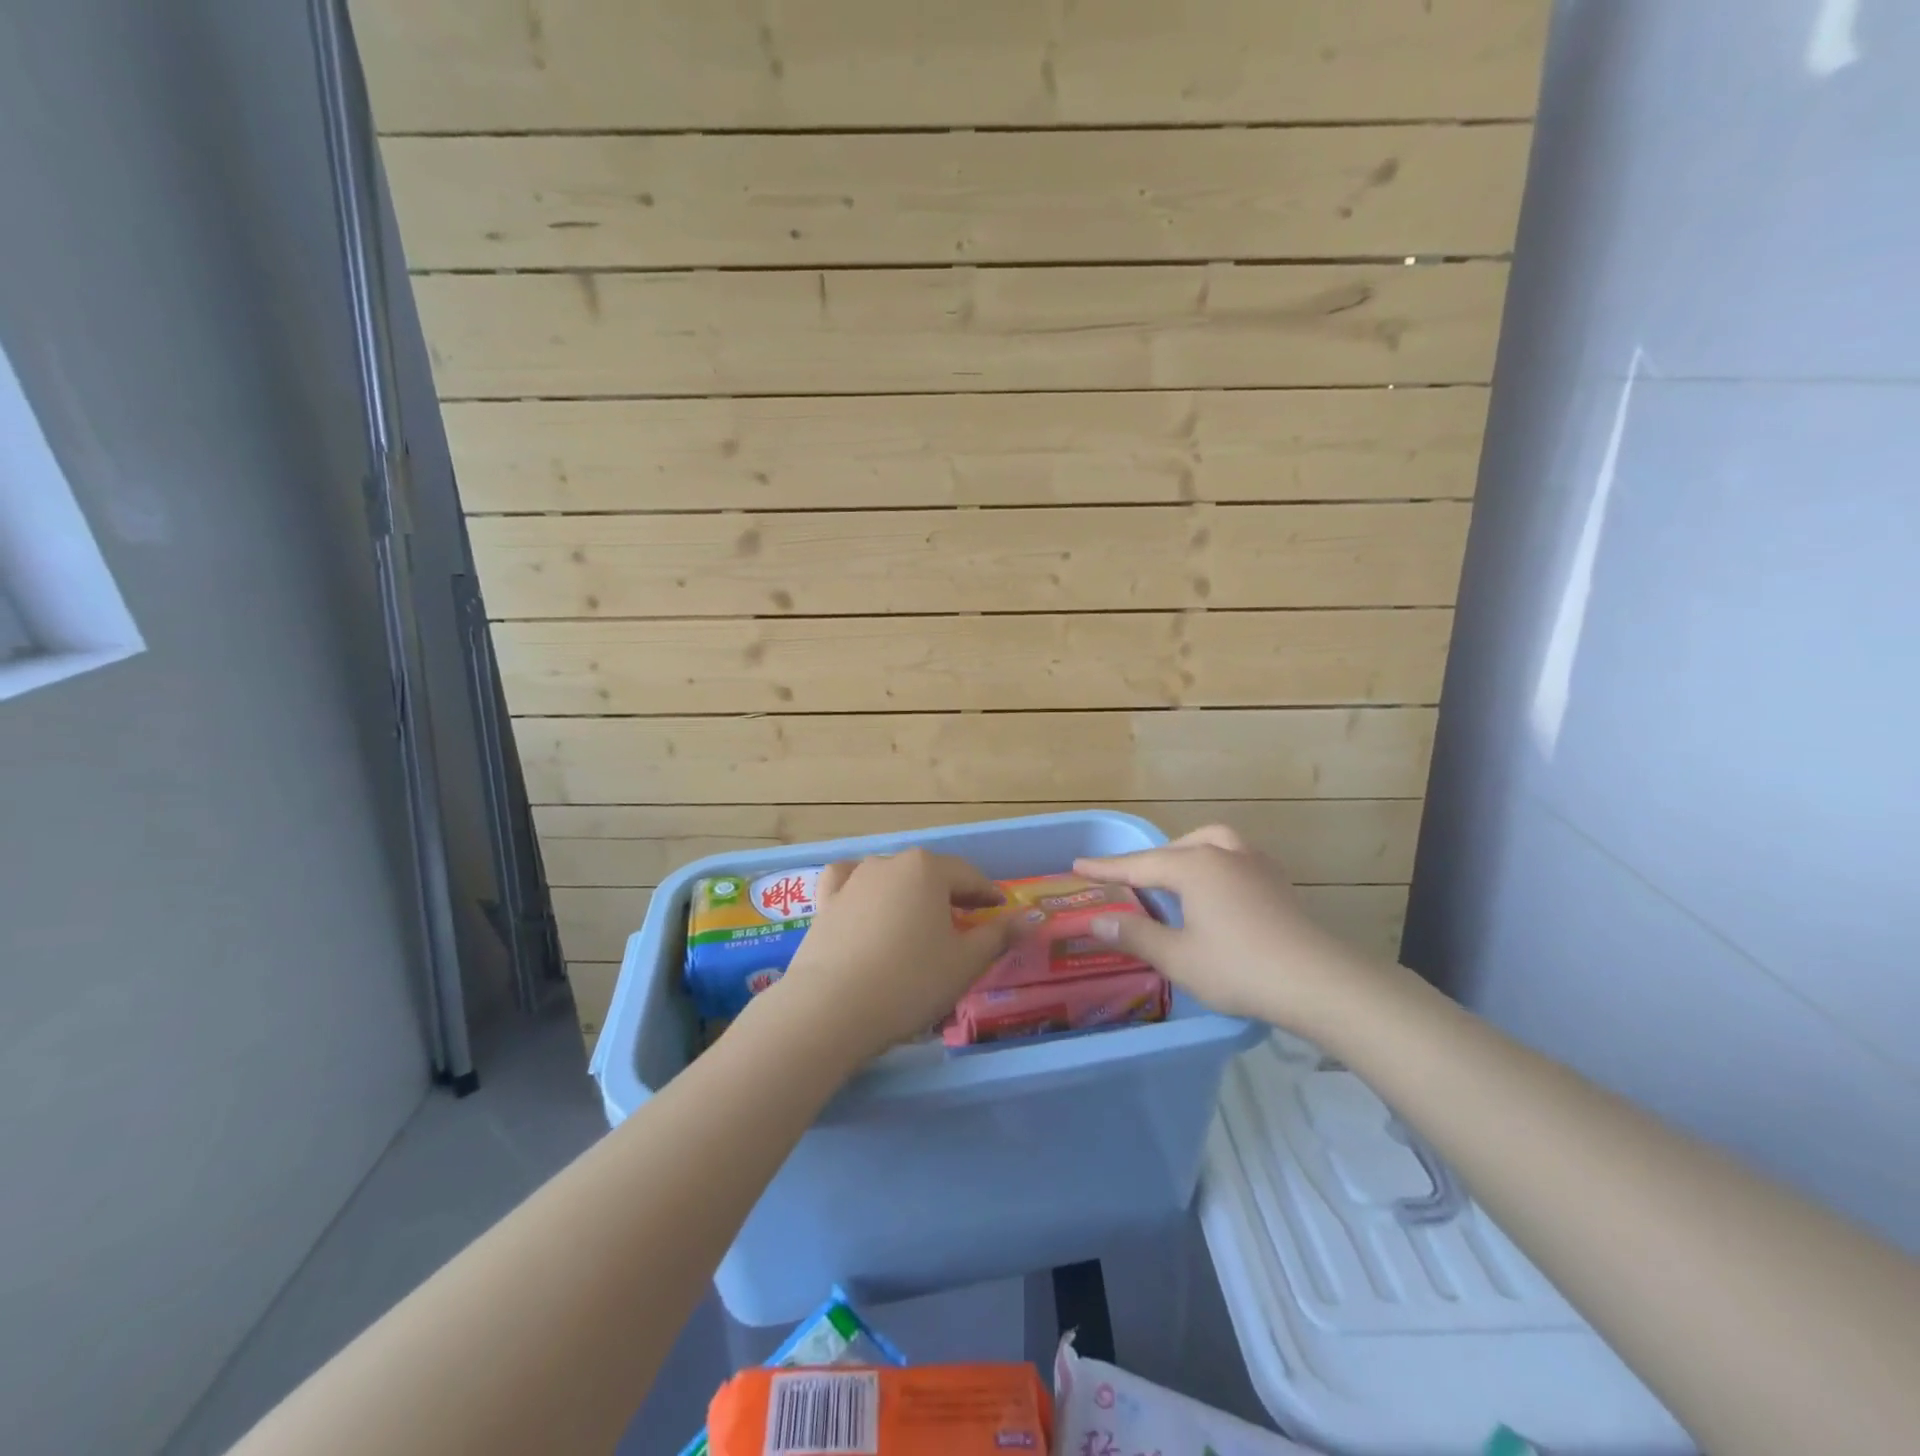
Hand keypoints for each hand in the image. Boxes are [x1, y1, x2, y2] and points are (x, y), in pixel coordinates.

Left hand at [760, 848, 1014, 1068]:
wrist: (832, 1008)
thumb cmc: (910, 982)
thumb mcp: (965, 963)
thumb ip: (999, 936)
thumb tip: (1032, 918)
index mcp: (927, 869)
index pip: (968, 876)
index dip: (987, 894)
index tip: (1000, 910)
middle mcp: (889, 863)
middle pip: (930, 874)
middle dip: (950, 895)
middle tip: (965, 922)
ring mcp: (853, 881)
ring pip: (892, 879)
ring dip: (910, 895)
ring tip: (919, 922)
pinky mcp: (825, 903)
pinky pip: (849, 885)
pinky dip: (863, 890)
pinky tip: (866, 902)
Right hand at [1074, 824, 1384, 1033]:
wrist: (1320, 981)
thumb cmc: (1240, 968)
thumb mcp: (1178, 958)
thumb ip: (1135, 936)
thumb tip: (1096, 921)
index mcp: (1194, 867)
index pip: (1139, 865)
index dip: (1106, 868)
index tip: (1077, 865)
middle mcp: (1223, 853)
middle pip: (1174, 849)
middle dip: (1146, 861)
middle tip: (1125, 879)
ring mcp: (1255, 863)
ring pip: (1209, 843)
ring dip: (1184, 853)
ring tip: (1172, 873)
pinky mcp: (1277, 881)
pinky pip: (1233, 856)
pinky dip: (1212, 862)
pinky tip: (1215, 887)